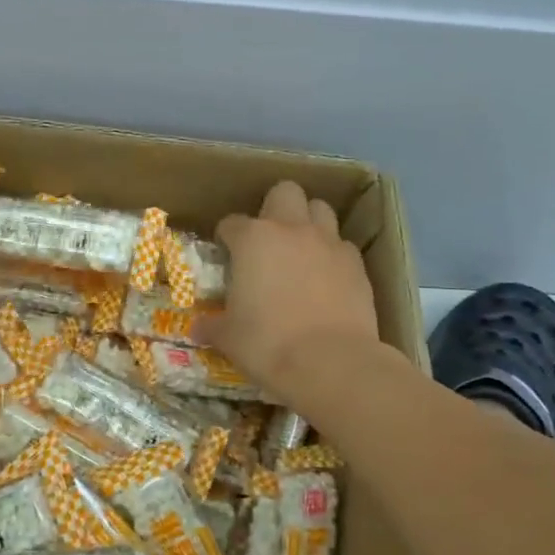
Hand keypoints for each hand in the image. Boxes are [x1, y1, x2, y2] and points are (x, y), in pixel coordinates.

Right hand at [197, 181, 385, 409]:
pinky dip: (332, 255)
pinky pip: (342, 246)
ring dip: (308, 222)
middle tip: (268, 239)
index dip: (227, 237)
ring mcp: (328, 243)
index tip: (226, 254)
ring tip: (300, 251)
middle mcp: (291, 230)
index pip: (231, 223)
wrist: (330, 362)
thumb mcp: (229, 337)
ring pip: (320, 209)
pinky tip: (327, 279)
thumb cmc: (267, 344)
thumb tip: (198, 329)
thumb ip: (213, 326)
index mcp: (253, 239)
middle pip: (285, 192)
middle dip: (275, 207)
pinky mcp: (357, 264)